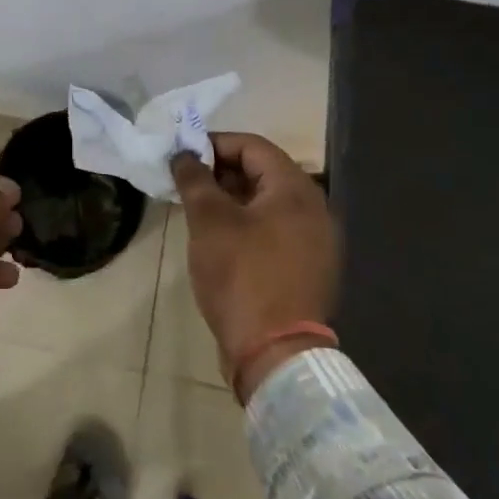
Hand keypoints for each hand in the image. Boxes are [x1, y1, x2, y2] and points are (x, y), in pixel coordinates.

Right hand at [170, 133, 338, 402]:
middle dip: (221, 172)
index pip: (252, 146)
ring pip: (268, 203)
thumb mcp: (209, 221)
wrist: (275, 353)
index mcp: (296, 189)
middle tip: (186, 183)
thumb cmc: (242, 275)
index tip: (182, 157)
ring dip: (232, 199)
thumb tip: (184, 155)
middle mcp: (314, 208)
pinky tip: (220, 239)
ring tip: (197, 210)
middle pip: (263, 172)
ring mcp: (316, 241)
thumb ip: (195, 179)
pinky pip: (275, 230)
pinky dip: (247, 224)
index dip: (213, 144)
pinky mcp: (308, 268)